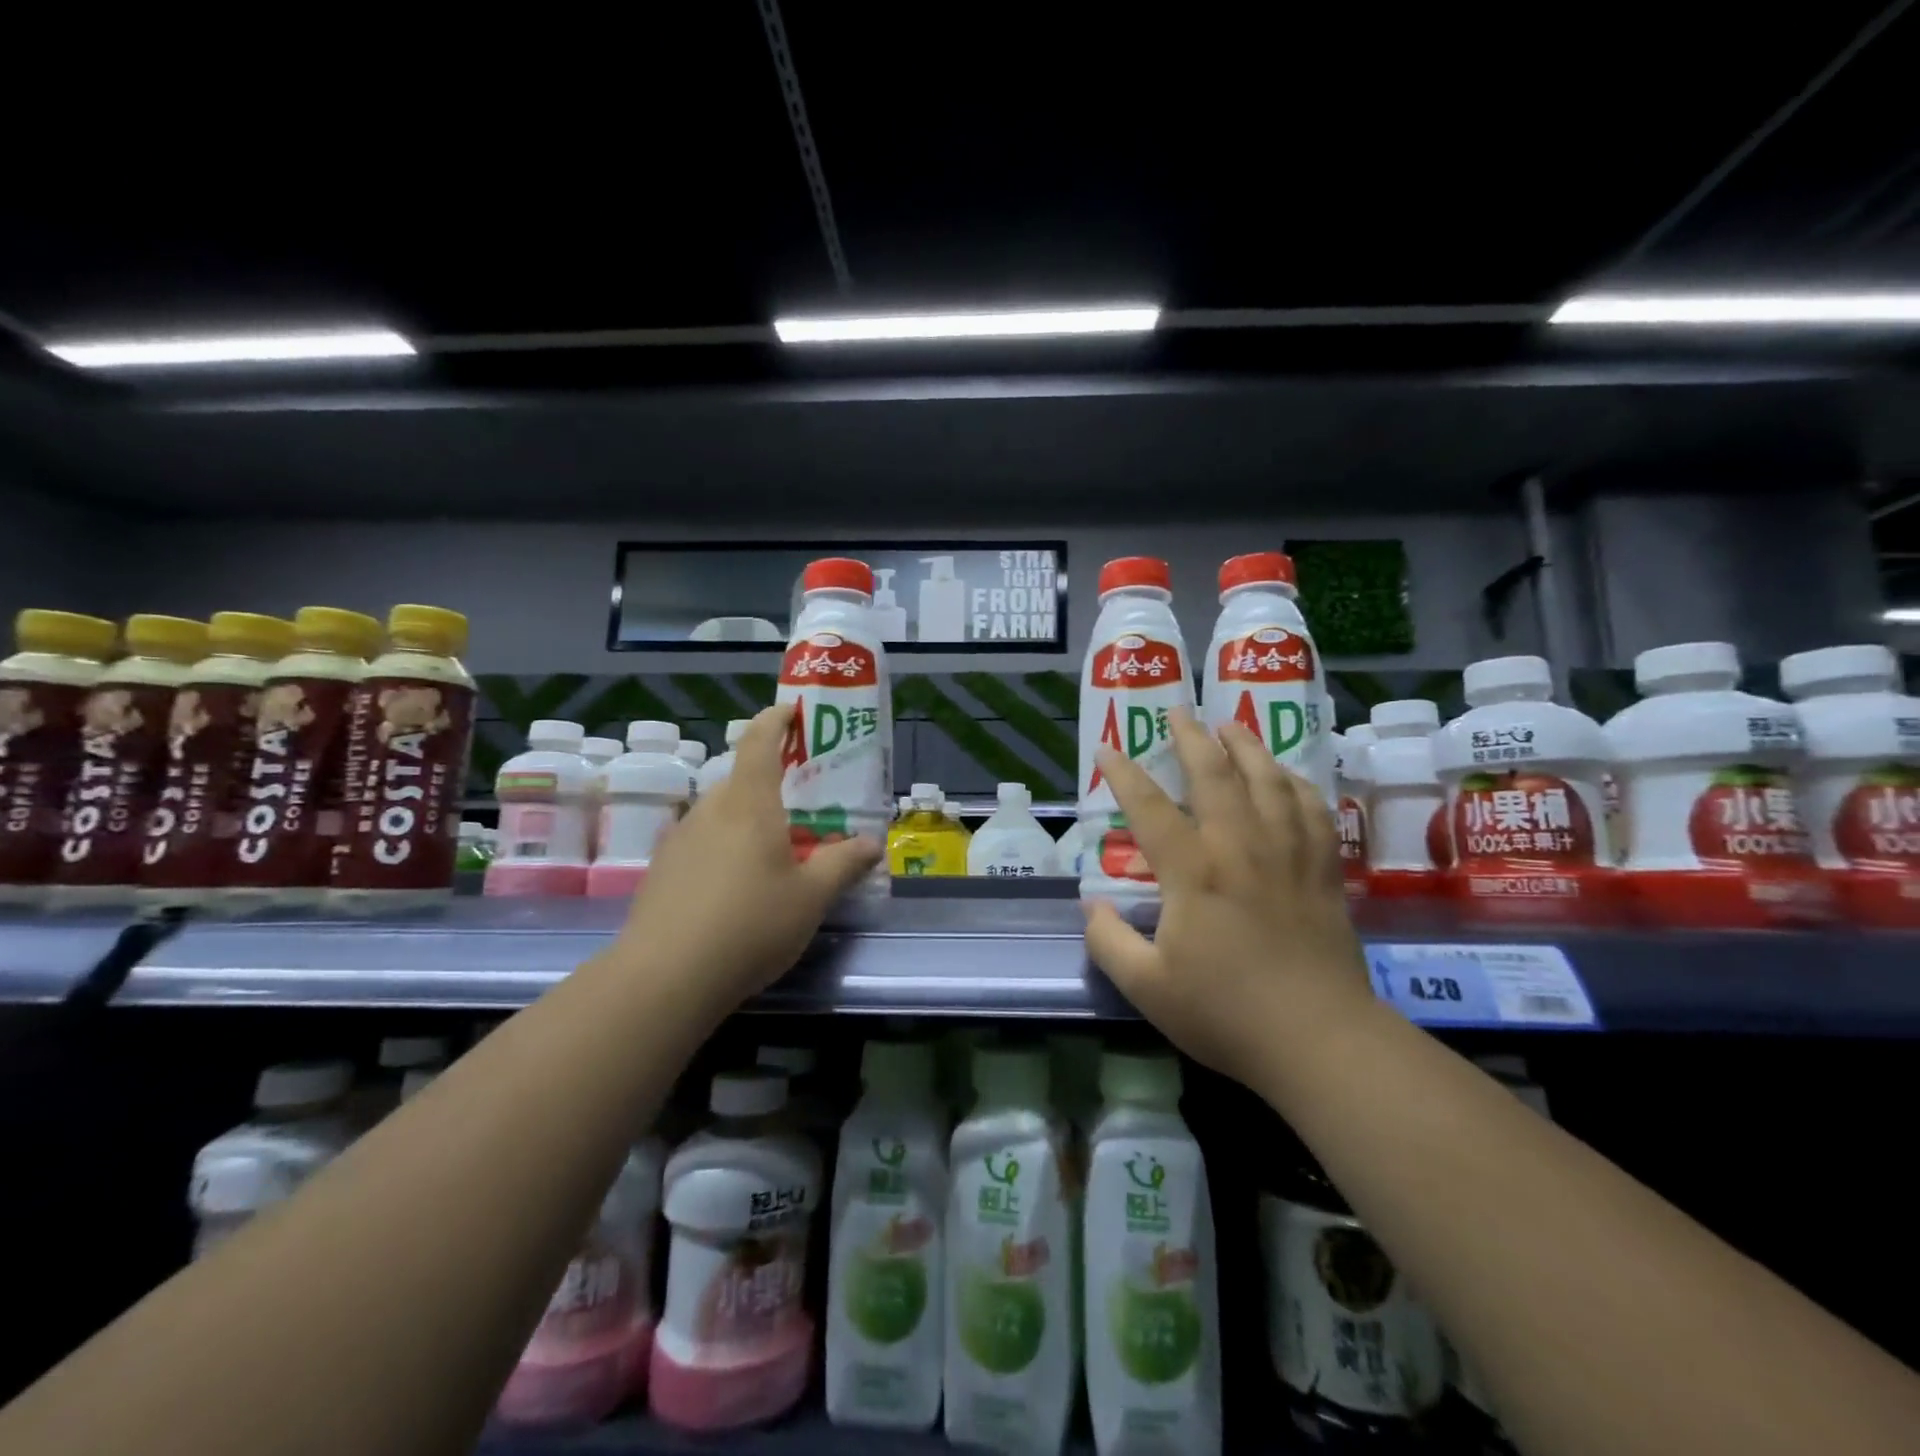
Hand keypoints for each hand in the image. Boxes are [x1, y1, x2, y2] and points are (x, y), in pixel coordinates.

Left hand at [617, 704, 881, 1014]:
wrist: (665, 978)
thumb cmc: (751, 923)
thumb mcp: (812, 896)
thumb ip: (843, 863)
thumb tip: (872, 843)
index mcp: (749, 803)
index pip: (760, 740)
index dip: (777, 719)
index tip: (794, 712)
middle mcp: (709, 809)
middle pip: (742, 780)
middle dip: (772, 784)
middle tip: (804, 808)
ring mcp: (679, 839)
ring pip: (721, 814)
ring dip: (749, 820)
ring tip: (775, 853)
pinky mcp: (661, 870)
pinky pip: (702, 843)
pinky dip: (725, 848)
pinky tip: (738, 888)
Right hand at [1083, 709, 1373, 1088]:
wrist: (1319, 1041)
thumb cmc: (1225, 1013)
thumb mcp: (1146, 987)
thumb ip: (1108, 942)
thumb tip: (1090, 906)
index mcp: (1194, 871)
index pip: (1150, 807)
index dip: (1124, 774)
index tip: (1108, 747)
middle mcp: (1241, 848)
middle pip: (1216, 775)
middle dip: (1193, 738)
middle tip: (1179, 711)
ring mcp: (1288, 856)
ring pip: (1270, 781)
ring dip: (1248, 746)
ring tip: (1232, 725)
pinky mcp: (1323, 872)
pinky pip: (1313, 811)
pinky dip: (1298, 784)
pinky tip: (1289, 777)